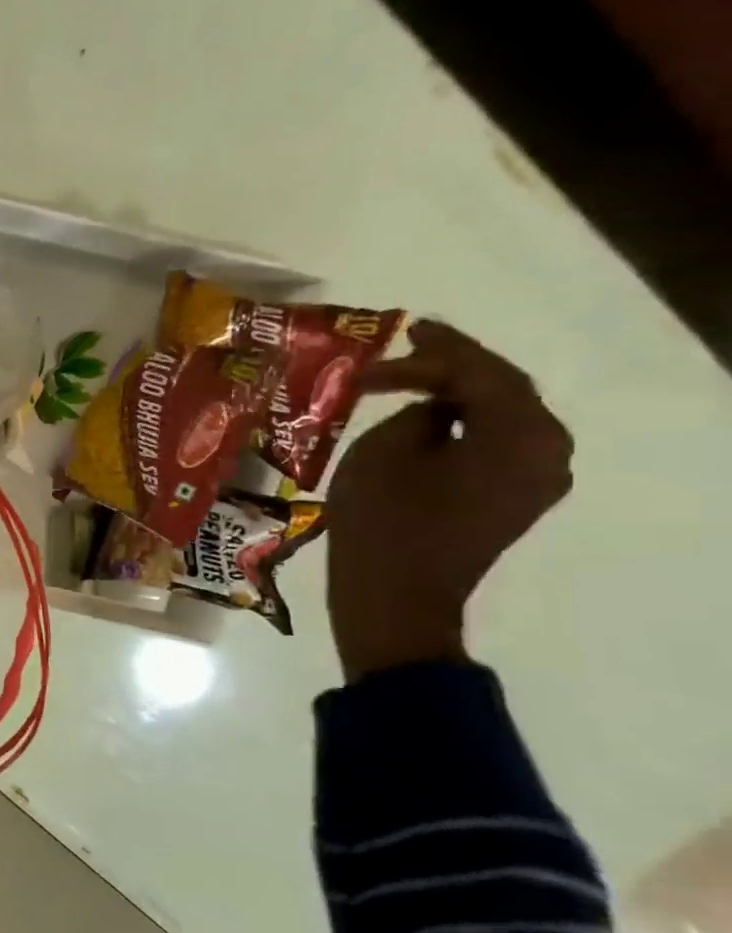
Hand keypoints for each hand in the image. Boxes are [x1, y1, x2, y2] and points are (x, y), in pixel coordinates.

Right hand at [327, 320, 572, 679]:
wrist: (395, 597)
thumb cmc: (384, 520)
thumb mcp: (385, 450)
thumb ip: (418, 413)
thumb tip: (435, 409)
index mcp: (522, 435)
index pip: (481, 373)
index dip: (434, 353)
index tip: (395, 335)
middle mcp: (548, 452)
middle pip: (504, 391)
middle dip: (456, 366)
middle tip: (414, 342)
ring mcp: (536, 480)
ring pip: (502, 418)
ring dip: (461, 395)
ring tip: (417, 376)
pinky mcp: (512, 500)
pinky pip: (495, 446)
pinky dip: (465, 425)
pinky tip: (432, 417)